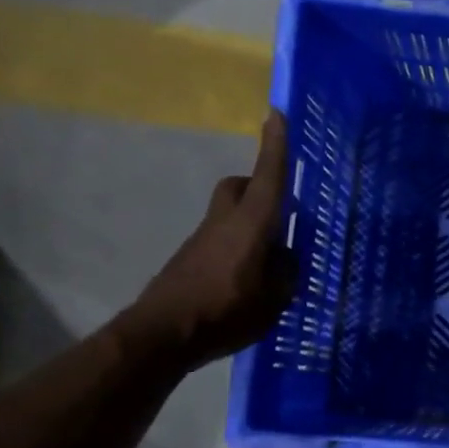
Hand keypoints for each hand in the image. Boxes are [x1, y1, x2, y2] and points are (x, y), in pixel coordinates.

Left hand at [122, 111, 295, 368]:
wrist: (162, 333)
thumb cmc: (225, 312)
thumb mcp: (274, 299)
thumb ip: (285, 273)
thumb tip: (286, 257)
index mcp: (251, 226)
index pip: (268, 177)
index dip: (274, 146)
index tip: (276, 113)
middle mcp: (225, 222)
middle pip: (240, 187)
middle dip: (259, 186)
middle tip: (280, 210)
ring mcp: (204, 239)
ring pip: (231, 213)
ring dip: (251, 222)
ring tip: (271, 258)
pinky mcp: (192, 258)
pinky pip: (222, 238)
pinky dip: (238, 246)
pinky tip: (248, 279)